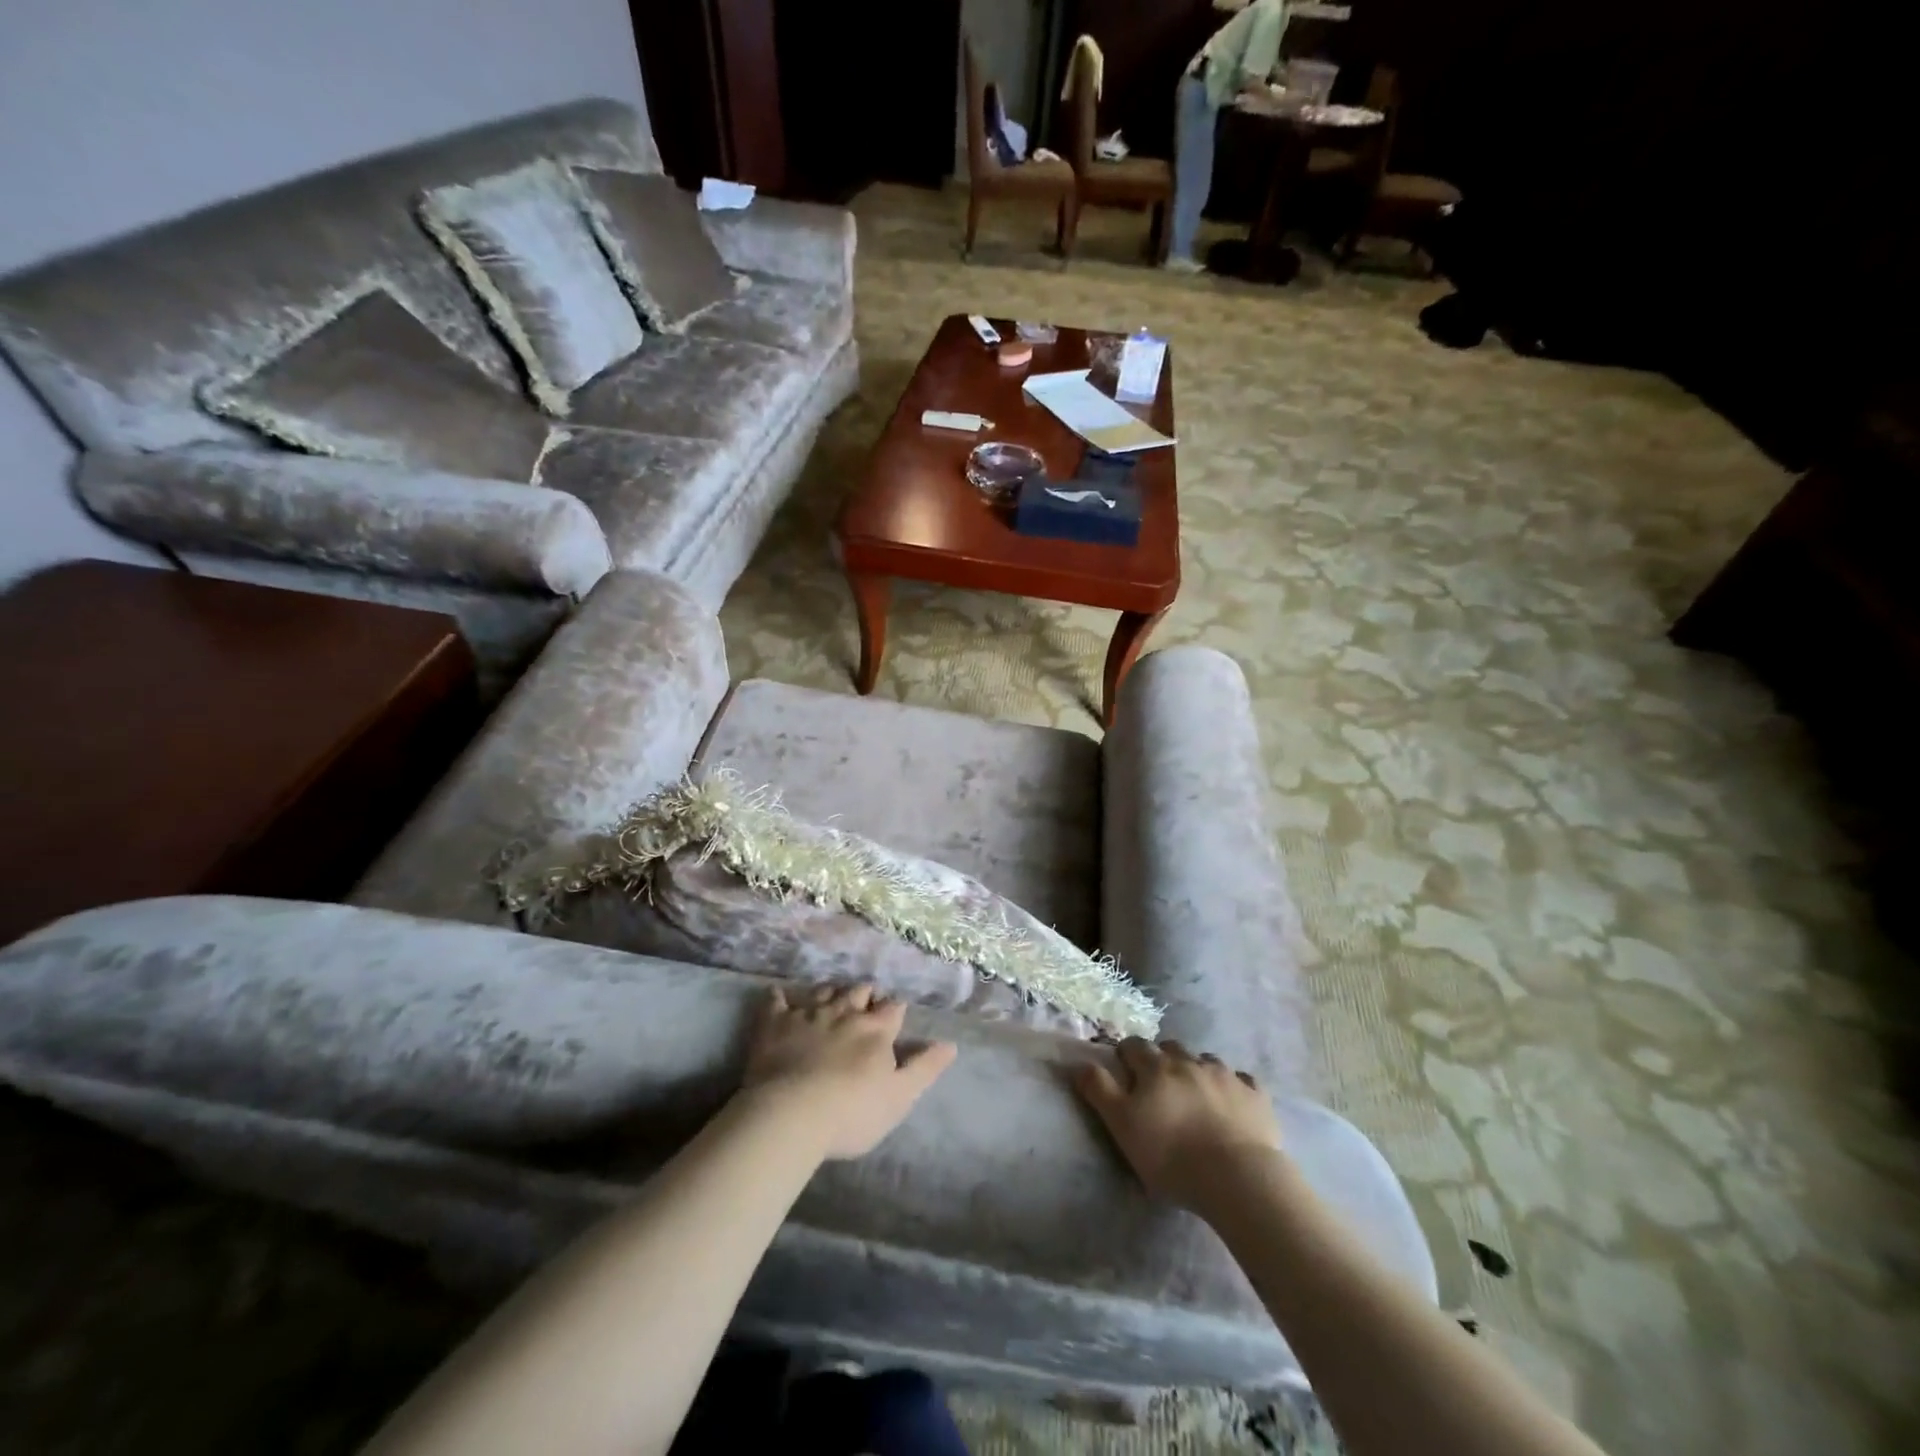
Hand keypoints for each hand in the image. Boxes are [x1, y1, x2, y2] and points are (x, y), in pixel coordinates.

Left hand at [740, 984, 956, 1159]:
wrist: (791, 1114)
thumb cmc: (852, 1112)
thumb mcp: (900, 1097)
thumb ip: (924, 1068)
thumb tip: (951, 1044)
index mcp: (876, 1029)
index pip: (892, 1008)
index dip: (894, 1009)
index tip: (894, 1013)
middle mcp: (844, 1012)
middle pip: (859, 991)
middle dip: (864, 994)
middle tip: (864, 1002)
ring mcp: (808, 1014)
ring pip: (824, 991)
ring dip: (830, 992)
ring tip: (832, 997)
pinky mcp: (775, 1023)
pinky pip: (776, 1000)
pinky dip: (779, 997)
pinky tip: (778, 995)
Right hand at [1074, 1038, 1282, 1210]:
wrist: (1237, 1177)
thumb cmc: (1171, 1154)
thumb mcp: (1122, 1125)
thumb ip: (1100, 1090)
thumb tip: (1082, 1063)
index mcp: (1156, 1067)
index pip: (1135, 1046)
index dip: (1127, 1053)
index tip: (1124, 1068)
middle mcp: (1190, 1062)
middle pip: (1171, 1048)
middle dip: (1163, 1059)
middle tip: (1159, 1084)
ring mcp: (1226, 1076)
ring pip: (1206, 1061)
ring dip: (1197, 1070)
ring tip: (1196, 1095)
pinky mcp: (1255, 1096)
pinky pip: (1242, 1081)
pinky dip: (1233, 1087)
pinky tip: (1232, 1102)